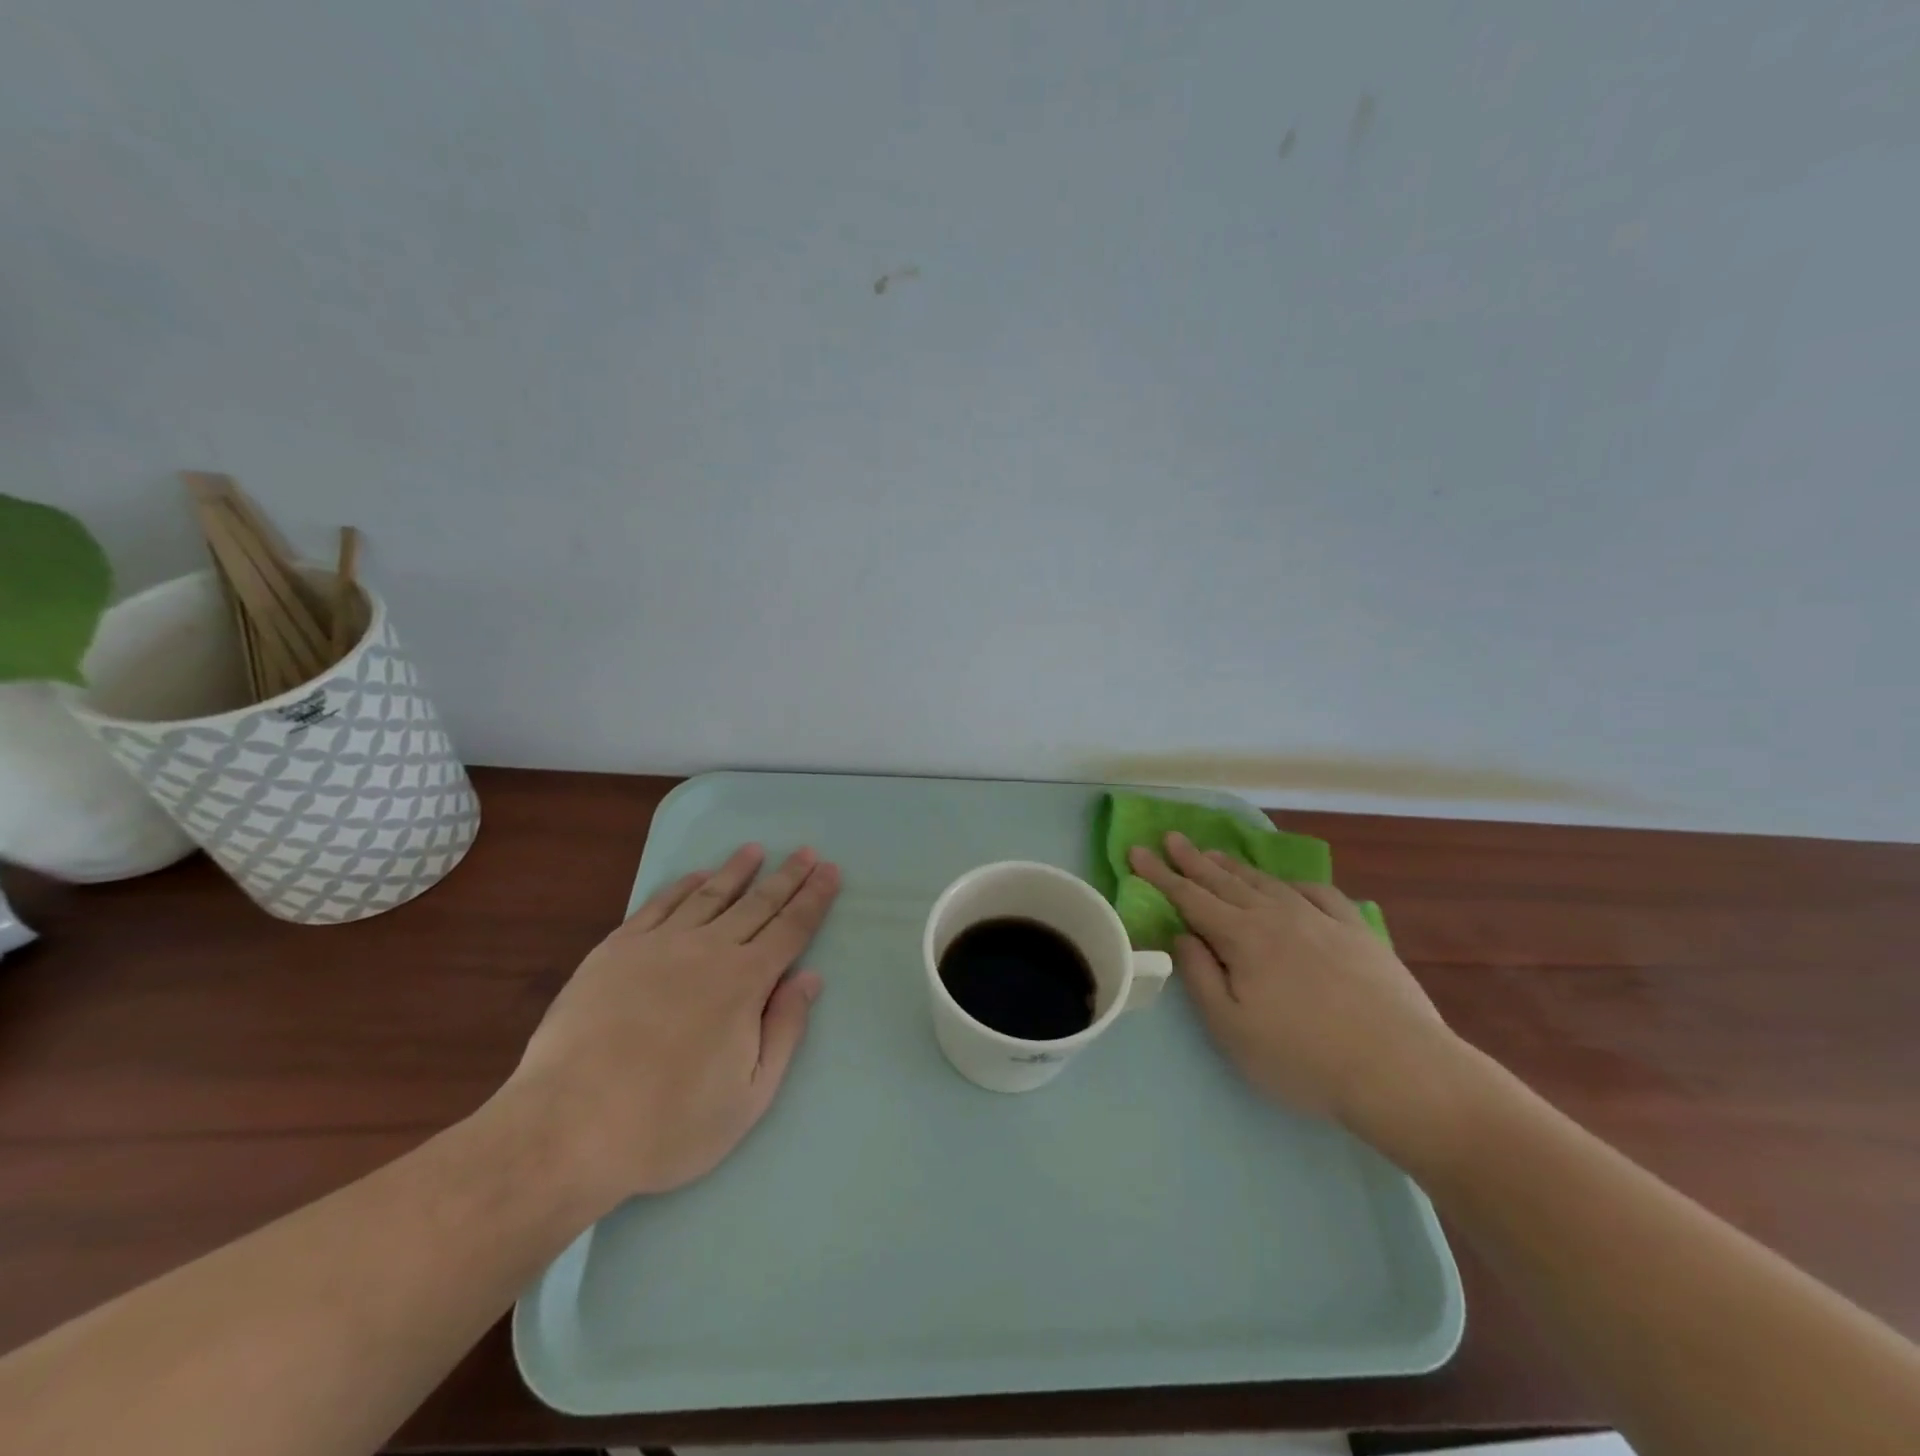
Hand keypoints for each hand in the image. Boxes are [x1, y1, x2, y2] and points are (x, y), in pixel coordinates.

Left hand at [504, 843, 840, 1206]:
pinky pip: (658, 905)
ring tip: (755, 850)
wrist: (567, 1129)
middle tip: (807, 851)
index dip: (814, 899)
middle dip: (787, 876)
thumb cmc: (668, 1124)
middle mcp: (707, 950)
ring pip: (709, 895)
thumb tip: (810, 978)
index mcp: (745, 982)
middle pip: (757, 903)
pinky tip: (696, 876)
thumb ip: (785, 1031)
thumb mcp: (749, 1096)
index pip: (791, 929)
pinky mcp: (615, 950)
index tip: (830, 871)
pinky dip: (682, 886)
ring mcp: (658, 945)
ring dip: (737, 871)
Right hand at [1127, 832, 1455, 1126]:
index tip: (1136, 851)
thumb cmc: (1303, 1058)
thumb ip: (1200, 977)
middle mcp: (1277, 916)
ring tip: (1216, 854)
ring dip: (1236, 867)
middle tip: (1171, 837)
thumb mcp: (1231, 1029)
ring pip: (1267, 883)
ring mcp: (1321, 920)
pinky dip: (1295, 884)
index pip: (1190, 897)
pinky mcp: (1358, 932)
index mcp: (1242, 937)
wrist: (1401, 1070)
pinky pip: (1319, 894)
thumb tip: (1183, 936)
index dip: (1159, 874)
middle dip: (1193, 860)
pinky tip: (1289, 886)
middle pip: (1225, 881)